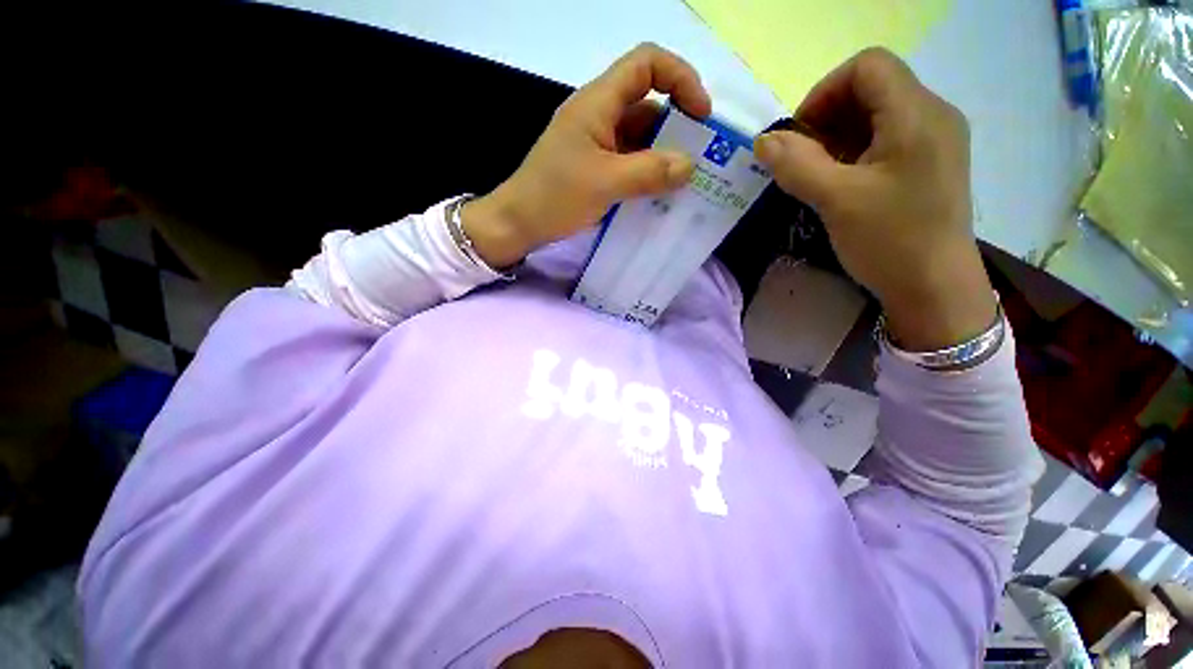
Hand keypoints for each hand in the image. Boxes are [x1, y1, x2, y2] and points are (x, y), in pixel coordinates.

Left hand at [462, 43, 711, 267]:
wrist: (519, 223)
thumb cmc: (555, 197)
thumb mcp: (605, 183)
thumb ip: (649, 173)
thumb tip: (689, 166)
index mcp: (597, 103)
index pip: (647, 64)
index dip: (680, 78)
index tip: (701, 115)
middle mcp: (599, 115)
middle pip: (648, 102)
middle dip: (677, 124)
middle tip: (698, 158)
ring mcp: (596, 143)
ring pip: (639, 136)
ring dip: (663, 154)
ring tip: (684, 181)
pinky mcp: (594, 167)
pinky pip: (629, 161)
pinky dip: (646, 172)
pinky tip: (659, 193)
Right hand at [755, 48, 996, 350]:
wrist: (935, 287)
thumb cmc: (890, 240)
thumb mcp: (836, 200)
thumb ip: (796, 165)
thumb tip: (763, 140)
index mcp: (917, 114)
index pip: (867, 65)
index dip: (825, 91)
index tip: (800, 135)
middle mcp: (932, 115)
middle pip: (873, 87)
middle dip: (828, 116)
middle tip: (804, 159)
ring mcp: (934, 140)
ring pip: (878, 114)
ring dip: (838, 137)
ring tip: (820, 175)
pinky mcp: (929, 163)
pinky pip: (887, 139)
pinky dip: (855, 151)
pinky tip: (842, 183)